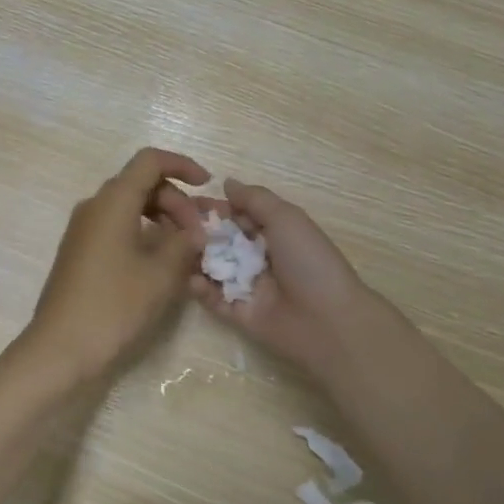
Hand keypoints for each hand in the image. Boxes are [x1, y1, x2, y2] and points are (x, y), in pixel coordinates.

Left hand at [15, 148, 210, 387]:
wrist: (60, 348)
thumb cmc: (114, 305)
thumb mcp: (161, 274)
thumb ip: (184, 243)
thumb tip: (194, 231)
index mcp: (113, 201)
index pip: (150, 161)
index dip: (182, 165)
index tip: (207, 185)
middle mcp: (95, 206)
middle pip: (141, 183)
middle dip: (176, 201)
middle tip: (198, 234)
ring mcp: (83, 229)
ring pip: (129, 206)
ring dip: (161, 218)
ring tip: (185, 249)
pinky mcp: (80, 251)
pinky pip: (116, 226)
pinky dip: (142, 232)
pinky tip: (159, 262)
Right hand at [190, 179, 395, 382]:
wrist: (328, 321)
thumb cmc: (308, 261)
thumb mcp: (286, 218)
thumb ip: (254, 199)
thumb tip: (227, 182)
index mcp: (274, 232)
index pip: (238, 215)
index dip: (214, 208)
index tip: (186, 201)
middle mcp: (259, 257)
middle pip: (222, 241)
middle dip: (200, 231)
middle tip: (175, 225)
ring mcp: (248, 286)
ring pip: (214, 268)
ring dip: (196, 258)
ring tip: (180, 250)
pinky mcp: (240, 314)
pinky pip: (214, 300)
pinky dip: (201, 290)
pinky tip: (192, 280)